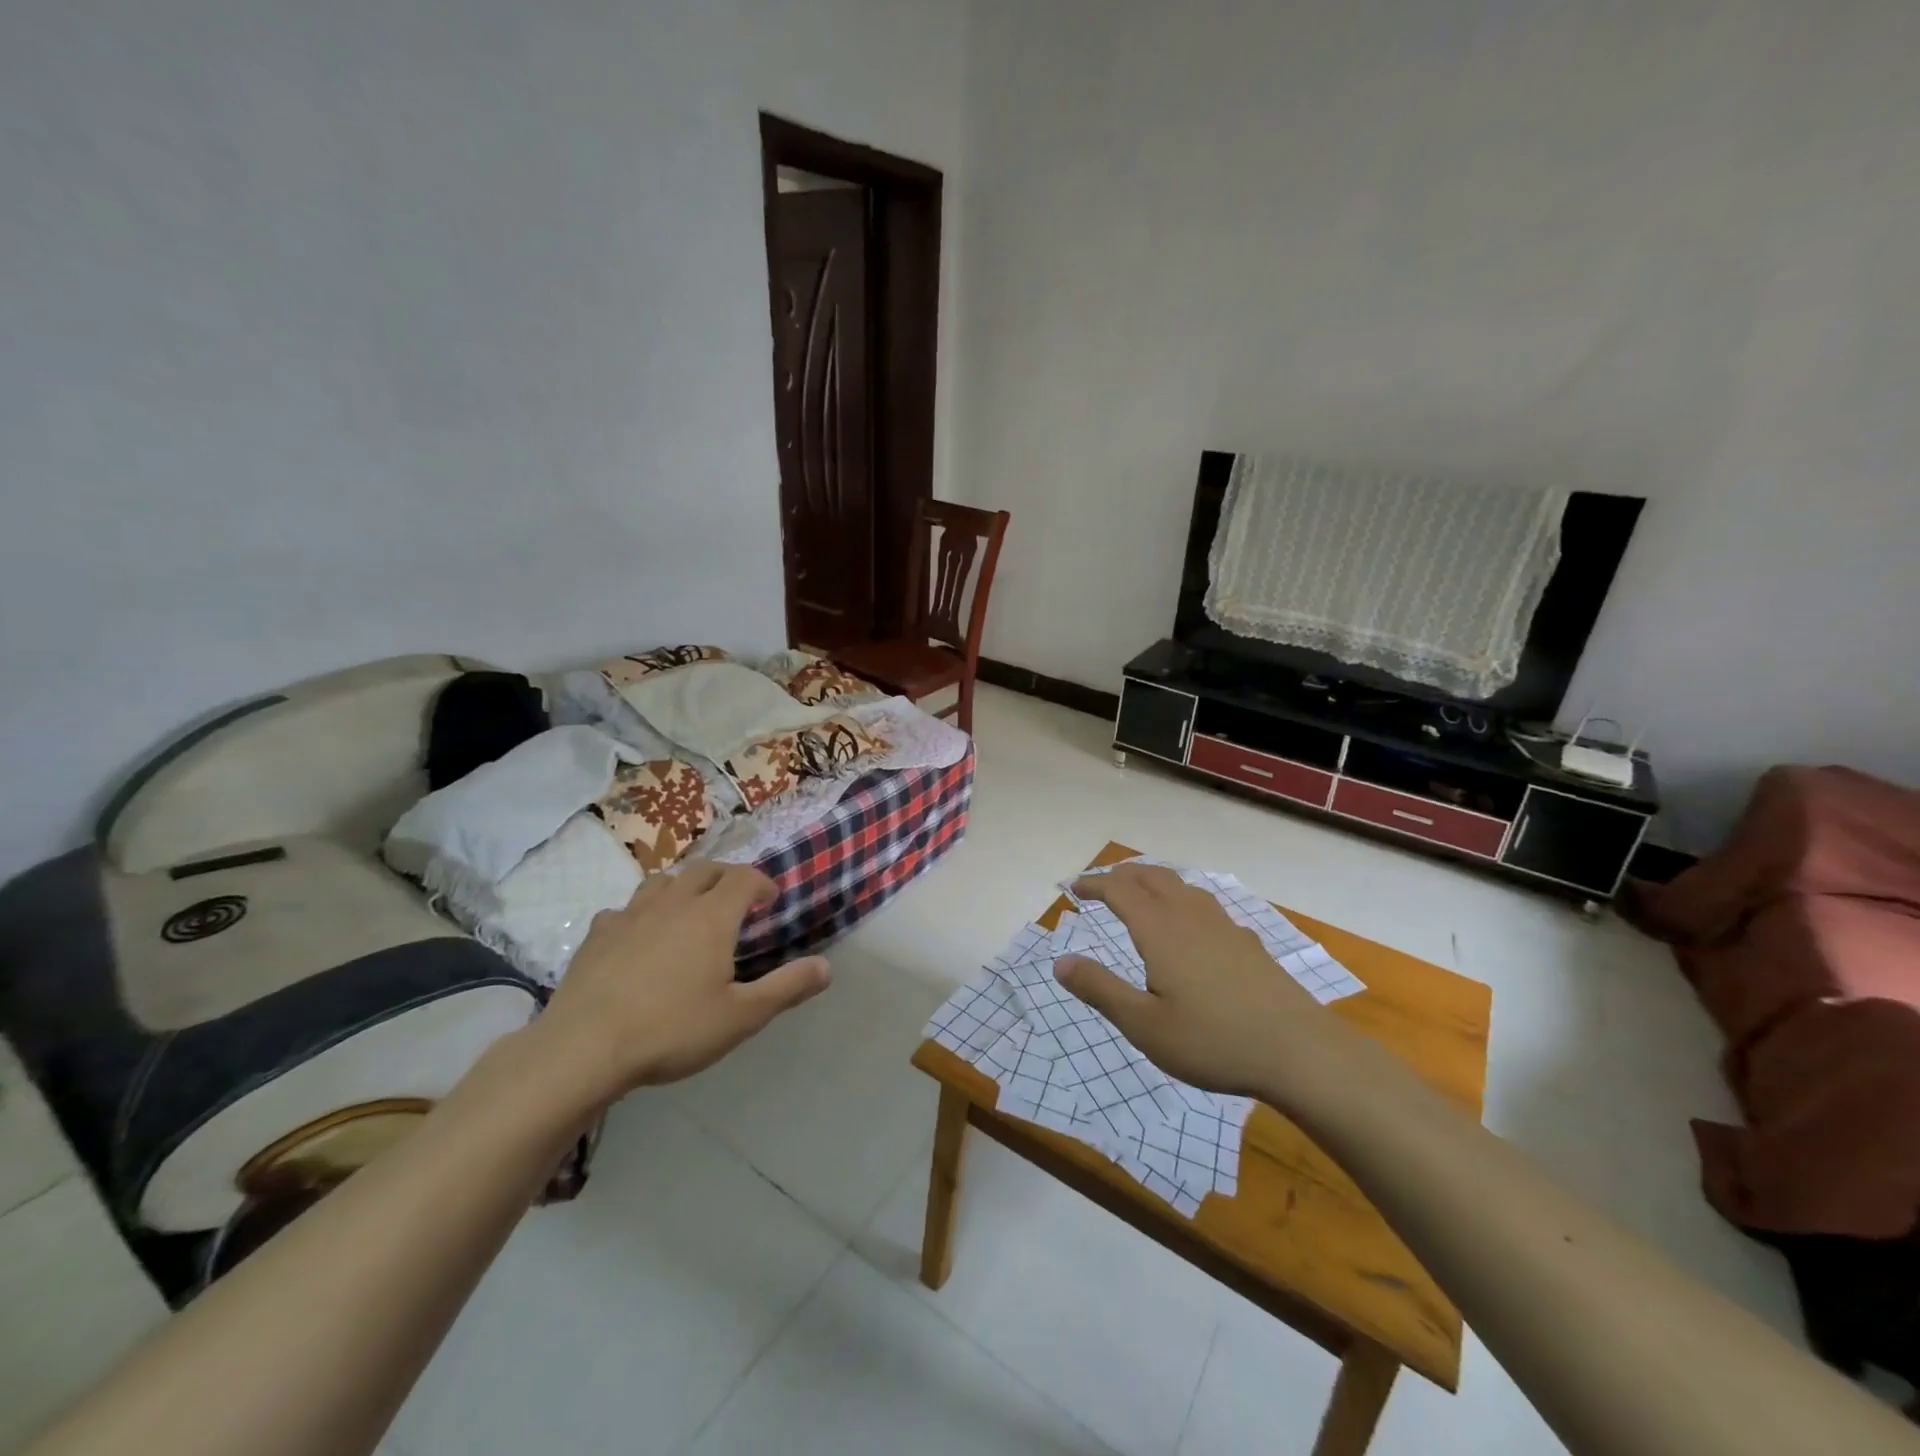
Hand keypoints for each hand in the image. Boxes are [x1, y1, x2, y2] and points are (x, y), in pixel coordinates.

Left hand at [533, 863, 829, 1103]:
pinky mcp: (597, 935)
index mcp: (712, 916)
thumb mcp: (741, 1016)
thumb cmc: (672, 1030)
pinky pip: (625, 909)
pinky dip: (641, 914)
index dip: (762, 884)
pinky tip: (638, 938)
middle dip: (726, 878)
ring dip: (683, 888)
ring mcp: (630, 915)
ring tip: (689, 912)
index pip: (744, 878)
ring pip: (662, 882)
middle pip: (704, 870)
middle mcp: (673, 903)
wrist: (583, 1049)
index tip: (770, 901)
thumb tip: (827, 968)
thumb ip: (787, 988)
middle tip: (736, 902)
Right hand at [1052, 863, 1334, 1098]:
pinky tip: (1190, 928)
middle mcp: (1190, 915)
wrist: (1300, 1052)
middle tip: (1102, 886)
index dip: (1094, 884)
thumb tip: (1060, 962)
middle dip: (1123, 875)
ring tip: (1141, 897)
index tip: (1074, 888)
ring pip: (1182, 886)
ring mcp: (1224, 926)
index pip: (1119, 890)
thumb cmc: (1213, 1041)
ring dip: (1154, 882)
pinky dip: (1182, 901)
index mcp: (1160, 929)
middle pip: (1152, 876)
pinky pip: (1205, 905)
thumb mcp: (1144, 1025)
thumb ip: (1100, 990)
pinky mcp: (1247, 943)